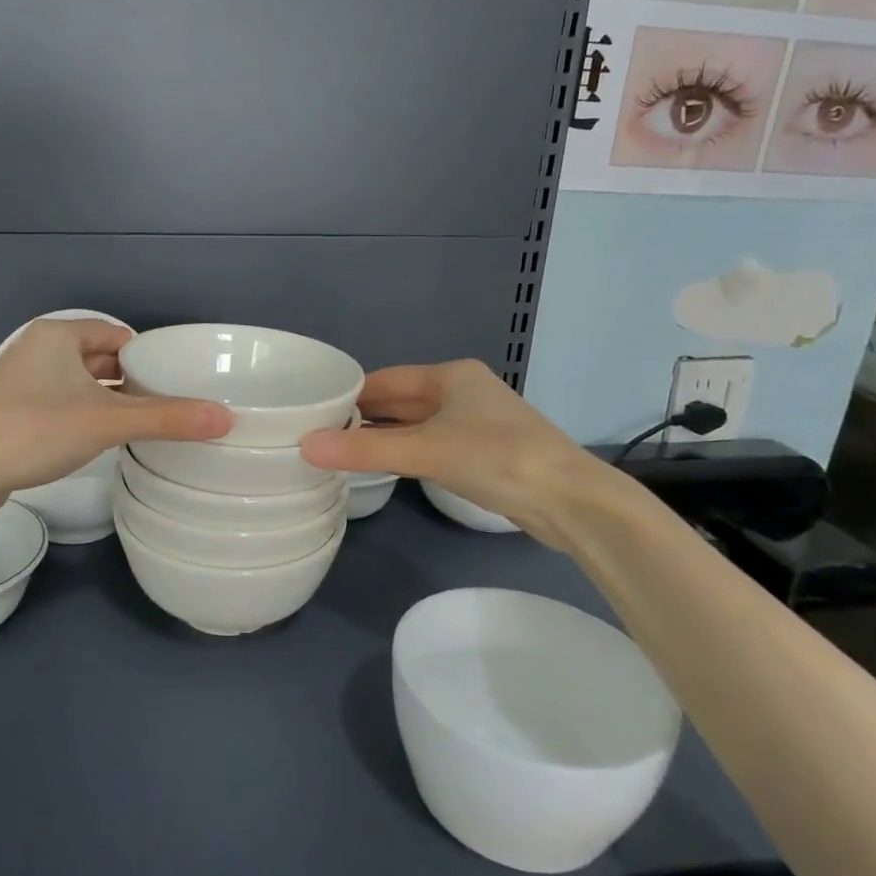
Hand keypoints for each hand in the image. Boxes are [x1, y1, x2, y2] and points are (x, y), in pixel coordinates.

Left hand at [0, 319, 231, 502]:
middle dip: (131, 378)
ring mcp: (22, 383)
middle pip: (99, 358)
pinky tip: (103, 438)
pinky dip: (85, 415)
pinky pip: (62, 405)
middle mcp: (38, 351)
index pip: (116, 334)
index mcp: (58, 336)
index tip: (175, 379)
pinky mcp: (13, 414)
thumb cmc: (36, 429)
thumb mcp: (107, 421)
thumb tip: (226, 419)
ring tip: (145, 421)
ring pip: (79, 384)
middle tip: (168, 402)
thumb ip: (167, 419)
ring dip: (109, 399)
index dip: (147, 354)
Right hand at [298, 360, 612, 551]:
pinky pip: (432, 447)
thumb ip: (365, 449)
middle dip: (364, 416)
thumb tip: (305, 446)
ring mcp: (476, 424)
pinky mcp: (485, 455)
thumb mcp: (424, 450)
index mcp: (451, 375)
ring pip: (416, 426)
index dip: (350, 394)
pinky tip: (384, 467)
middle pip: (400, 401)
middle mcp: (463, 392)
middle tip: (319, 434)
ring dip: (384, 437)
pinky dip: (406, 454)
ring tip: (341, 451)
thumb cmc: (496, 458)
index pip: (385, 380)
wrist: (570, 500)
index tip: (313, 410)